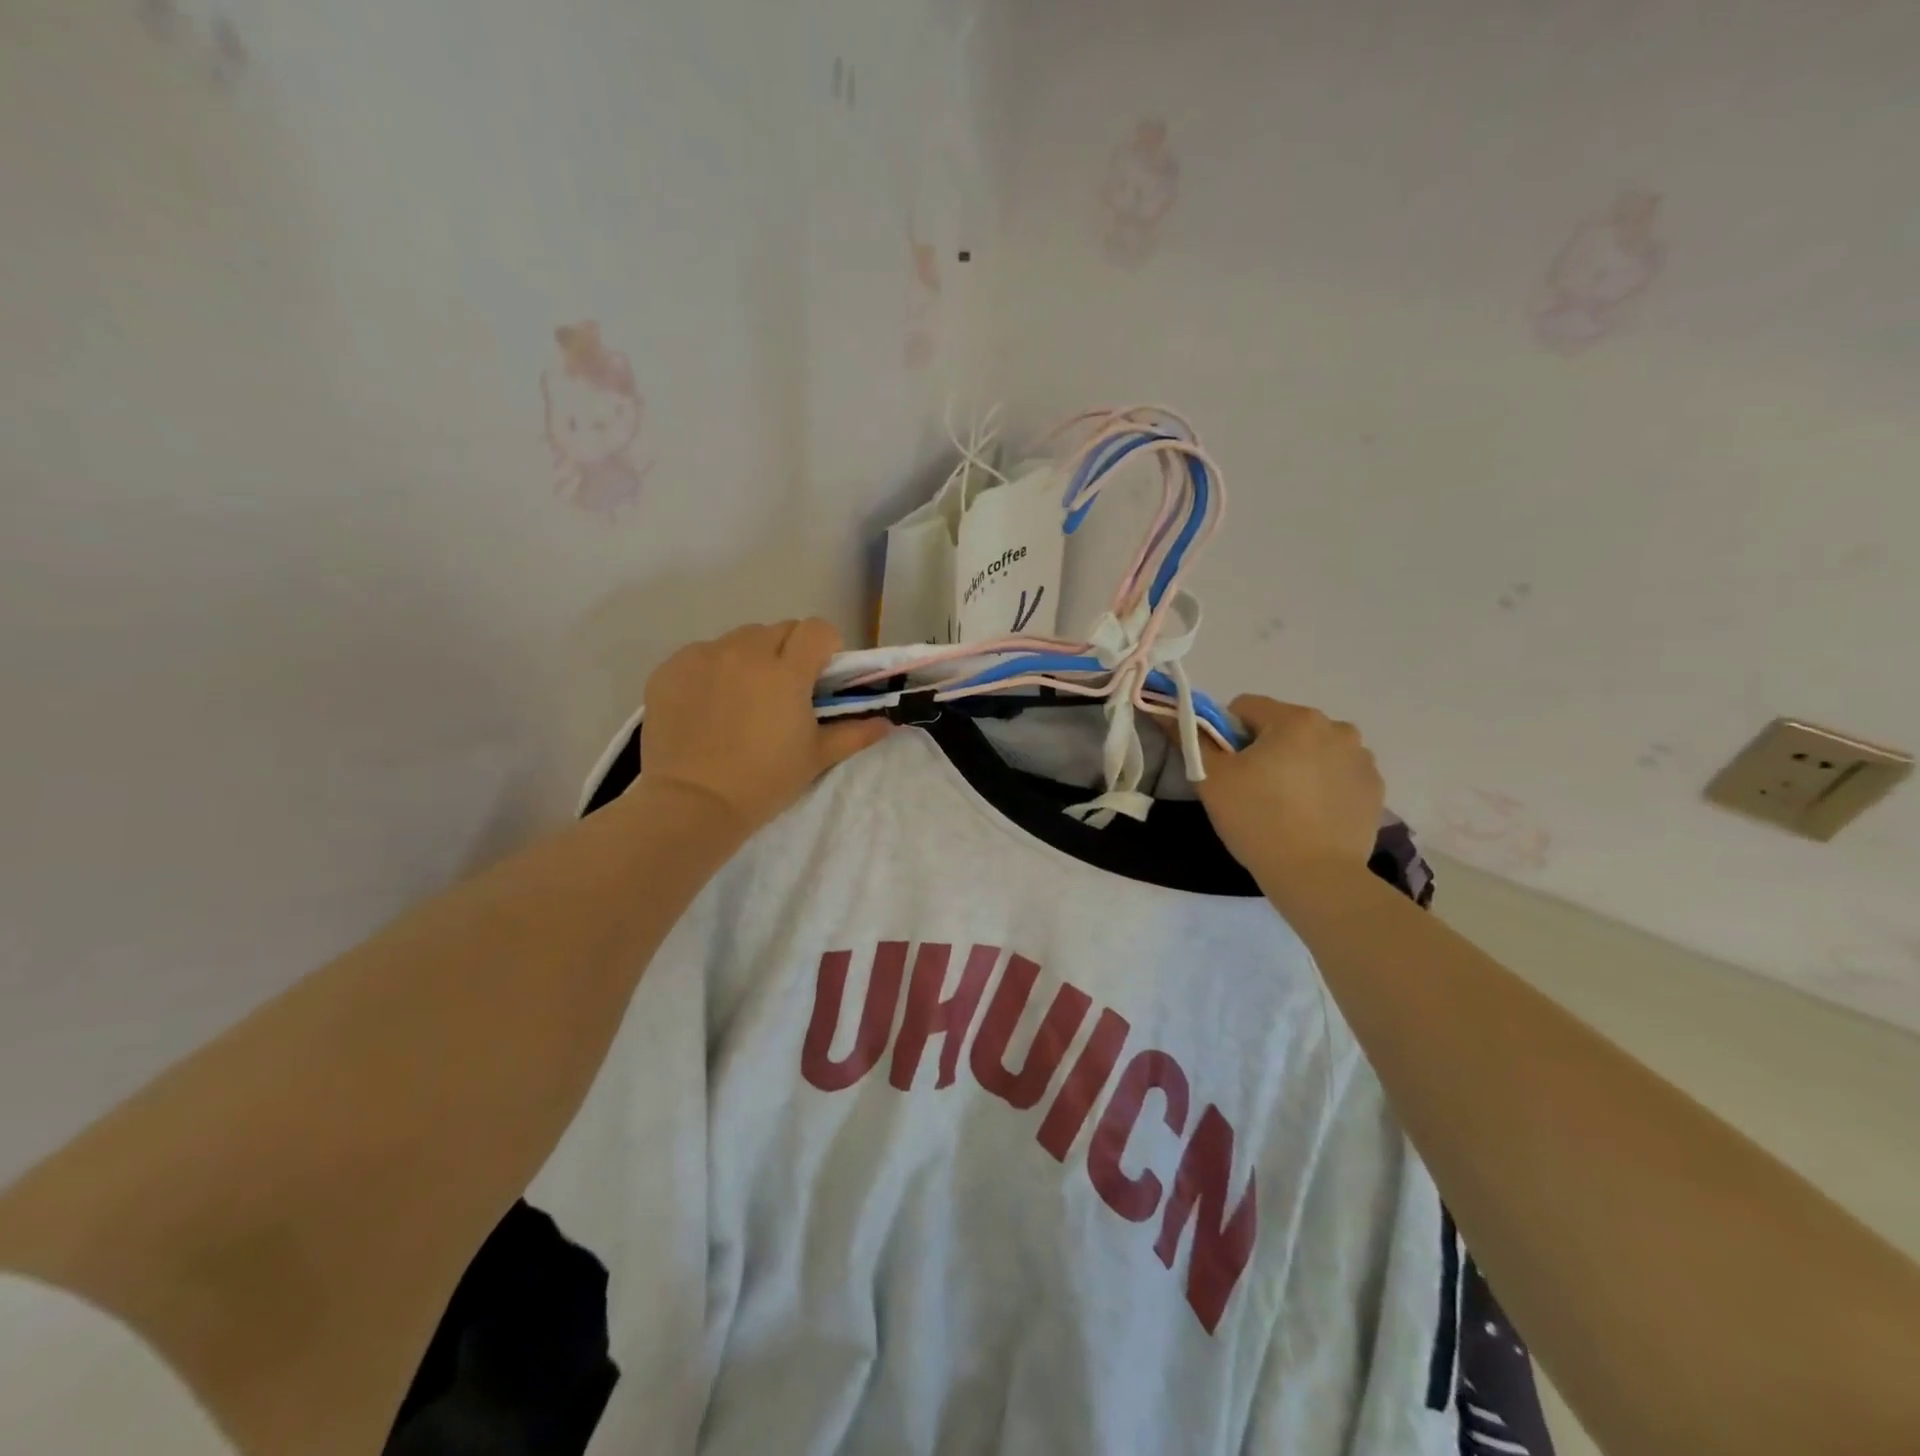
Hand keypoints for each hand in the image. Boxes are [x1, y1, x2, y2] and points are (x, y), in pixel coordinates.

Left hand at [641, 619, 890, 836]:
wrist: (692, 803)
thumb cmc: (764, 781)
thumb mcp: (815, 758)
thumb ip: (854, 733)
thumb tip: (888, 723)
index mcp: (786, 671)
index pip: (816, 629)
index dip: (825, 647)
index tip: (819, 676)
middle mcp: (745, 652)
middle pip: (778, 629)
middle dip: (787, 651)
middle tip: (782, 691)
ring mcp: (703, 657)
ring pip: (738, 639)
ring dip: (749, 658)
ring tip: (742, 697)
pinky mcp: (670, 669)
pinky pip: (701, 654)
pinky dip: (711, 670)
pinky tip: (708, 705)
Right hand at [1192, 696, 1384, 883]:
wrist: (1315, 876)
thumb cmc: (1257, 819)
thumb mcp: (1211, 779)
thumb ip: (1191, 739)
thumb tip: (1172, 714)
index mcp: (1295, 719)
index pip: (1246, 708)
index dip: (1226, 734)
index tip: (1226, 767)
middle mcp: (1336, 728)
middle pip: (1282, 727)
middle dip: (1265, 749)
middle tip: (1252, 789)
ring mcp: (1361, 759)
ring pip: (1313, 749)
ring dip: (1297, 764)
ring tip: (1285, 805)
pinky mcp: (1375, 789)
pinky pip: (1337, 773)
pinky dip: (1322, 785)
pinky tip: (1311, 815)